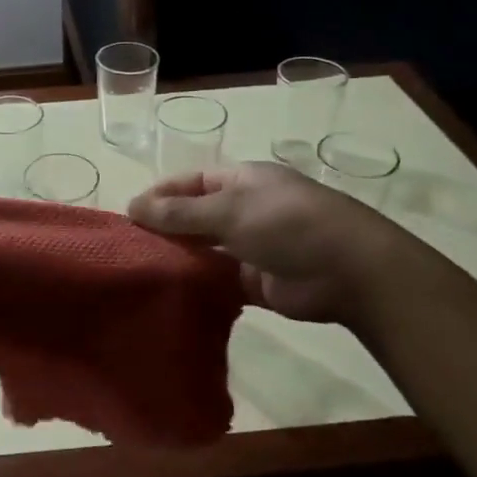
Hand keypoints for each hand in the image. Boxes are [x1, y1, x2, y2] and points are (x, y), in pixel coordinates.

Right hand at [128, 162, 399, 326]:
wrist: (349, 271)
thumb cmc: (287, 224)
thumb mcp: (228, 209)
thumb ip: (178, 213)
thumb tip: (131, 207)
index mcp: (241, 182)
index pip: (190, 183)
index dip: (159, 195)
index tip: (127, 215)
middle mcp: (244, 210)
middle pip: (195, 217)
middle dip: (165, 229)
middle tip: (128, 248)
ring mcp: (251, 247)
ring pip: (205, 250)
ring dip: (179, 258)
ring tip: (140, 272)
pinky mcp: (256, 282)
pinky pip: (218, 281)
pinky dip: (197, 286)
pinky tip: (169, 294)